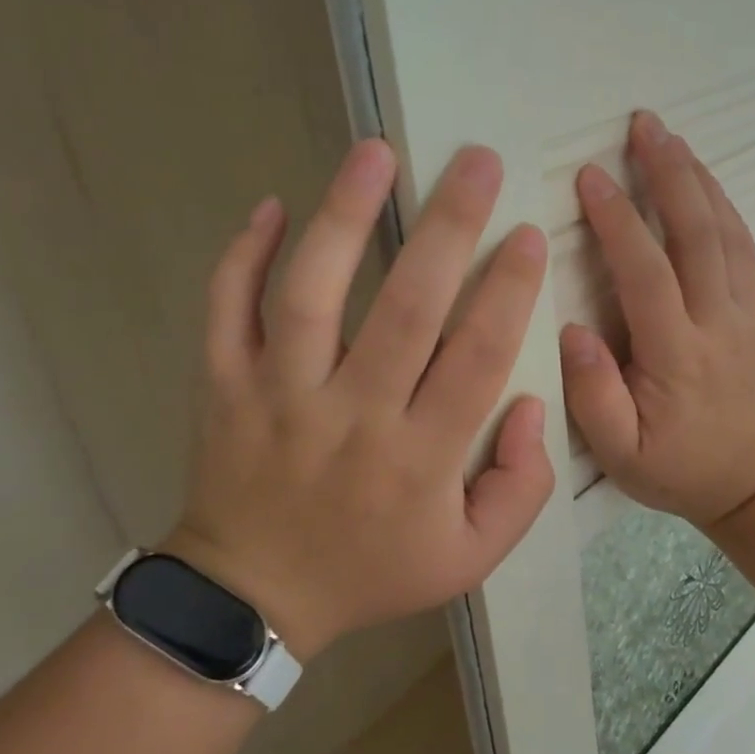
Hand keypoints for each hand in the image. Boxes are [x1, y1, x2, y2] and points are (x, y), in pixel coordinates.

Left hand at [165, 139, 554, 662]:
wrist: (253, 601)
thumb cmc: (372, 571)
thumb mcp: (469, 557)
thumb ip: (521, 487)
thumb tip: (531, 402)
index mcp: (420, 457)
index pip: (476, 357)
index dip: (509, 290)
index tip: (527, 233)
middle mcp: (352, 416)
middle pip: (406, 308)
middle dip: (449, 227)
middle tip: (476, 161)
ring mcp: (279, 396)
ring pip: (311, 294)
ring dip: (344, 216)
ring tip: (375, 152)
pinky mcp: (224, 386)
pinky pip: (226, 312)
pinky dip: (243, 256)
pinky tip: (272, 205)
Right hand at [560, 112, 754, 527]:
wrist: (754, 482)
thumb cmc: (677, 468)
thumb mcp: (620, 453)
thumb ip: (593, 395)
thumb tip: (572, 328)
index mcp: (676, 354)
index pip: (646, 274)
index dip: (618, 220)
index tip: (591, 174)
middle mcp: (715, 322)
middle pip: (697, 235)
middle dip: (669, 174)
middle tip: (643, 124)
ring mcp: (742, 314)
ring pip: (726, 234)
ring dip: (699, 180)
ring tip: (672, 138)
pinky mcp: (753, 313)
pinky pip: (743, 250)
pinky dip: (724, 208)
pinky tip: (705, 183)